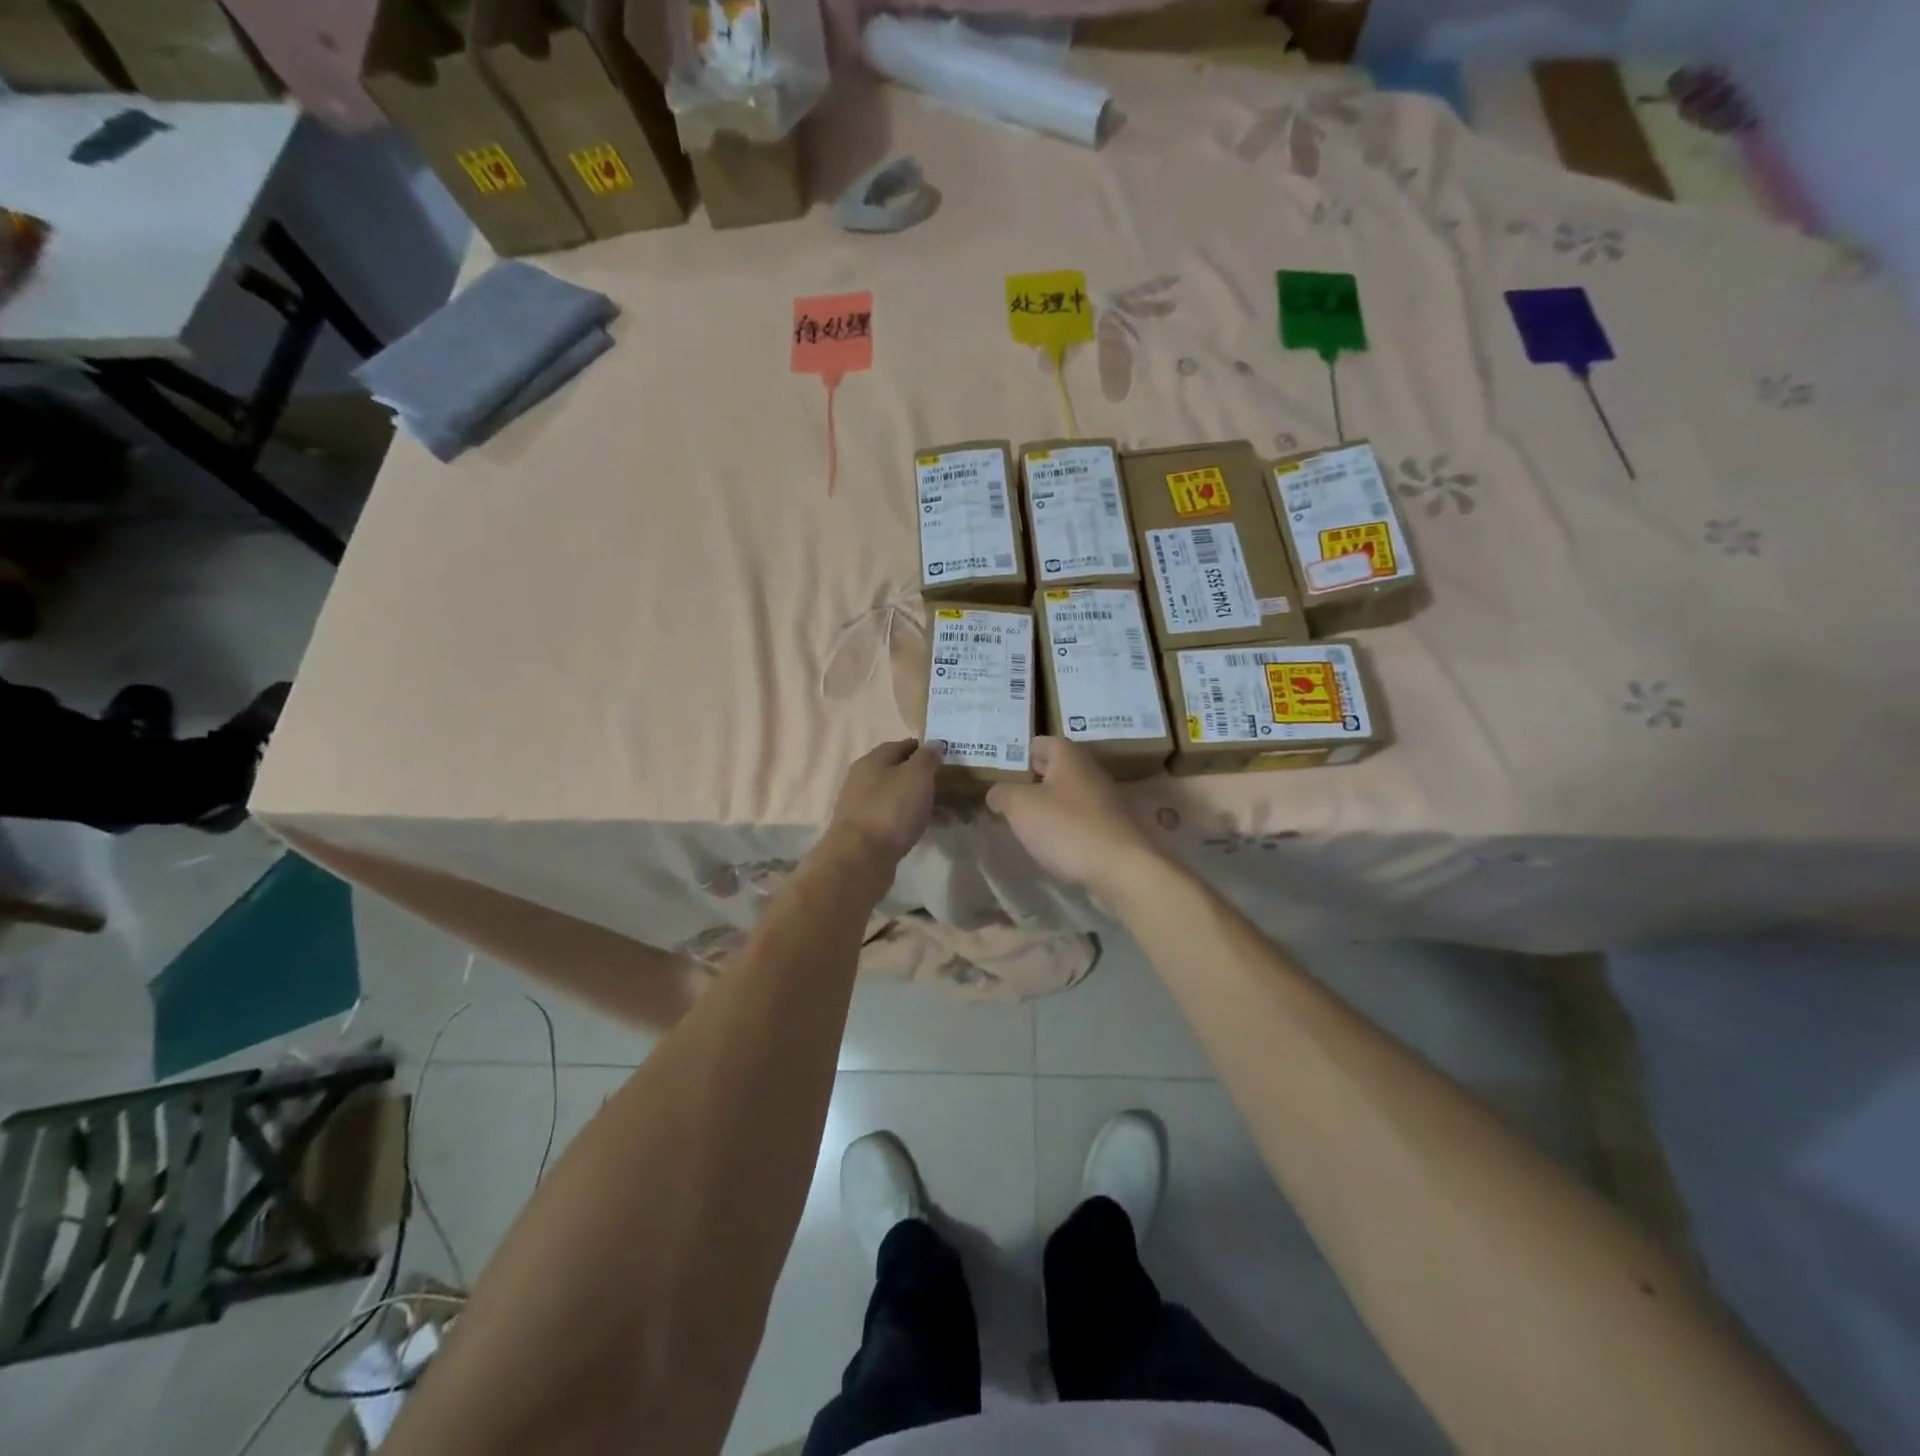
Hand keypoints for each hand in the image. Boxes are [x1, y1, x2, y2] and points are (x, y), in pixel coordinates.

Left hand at [828, 738, 944, 864]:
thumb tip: (934, 745)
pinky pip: (897, 819)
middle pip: (900, 773)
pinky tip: (932, 828)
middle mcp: (864, 780)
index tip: (947, 757)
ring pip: (900, 798)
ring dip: (924, 801)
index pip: (902, 746)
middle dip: (926, 778)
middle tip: (953, 786)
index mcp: (872, 761)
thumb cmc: (891, 809)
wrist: (861, 858)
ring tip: (950, 812)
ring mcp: (864, 808)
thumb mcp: (916, 775)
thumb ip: (927, 757)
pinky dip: (915, 820)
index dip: (924, 749)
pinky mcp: (869, 833)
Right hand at [986, 737, 1165, 896]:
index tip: (1001, 769)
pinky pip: (1082, 819)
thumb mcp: (1021, 807)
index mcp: (1069, 756)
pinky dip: (1066, 825)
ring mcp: (1106, 801)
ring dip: (1050, 804)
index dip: (1020, 753)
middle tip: (1008, 794)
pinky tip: (1053, 842)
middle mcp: (1091, 771)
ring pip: (1070, 794)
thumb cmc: (1067, 827)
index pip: (1041, 742)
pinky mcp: (1113, 828)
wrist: (1122, 869)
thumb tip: (996, 793)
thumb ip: (1002, 794)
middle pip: (1057, 767)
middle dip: (1034, 779)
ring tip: (1026, 821)